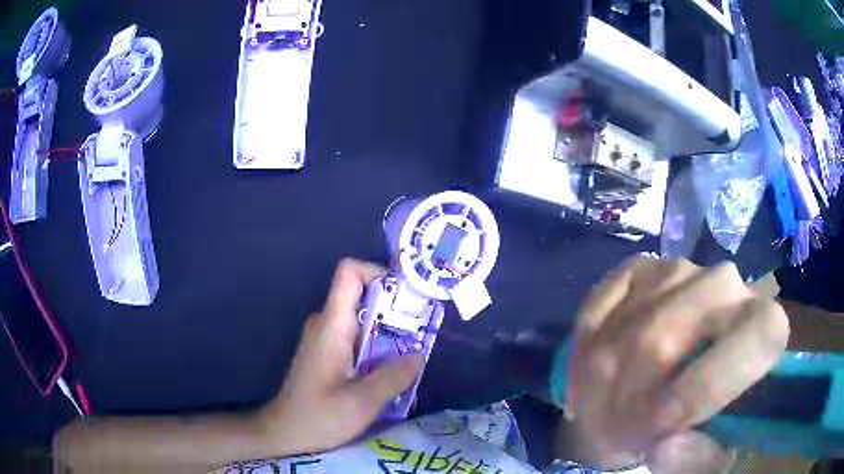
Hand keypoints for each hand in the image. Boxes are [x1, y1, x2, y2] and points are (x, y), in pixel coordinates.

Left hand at [257, 258, 424, 455]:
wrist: (284, 432)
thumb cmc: (318, 417)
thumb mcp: (362, 402)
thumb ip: (393, 376)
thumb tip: (420, 353)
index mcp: (331, 325)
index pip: (349, 272)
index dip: (379, 273)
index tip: (406, 297)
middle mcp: (326, 323)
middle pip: (362, 293)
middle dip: (395, 306)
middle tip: (422, 331)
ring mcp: (324, 337)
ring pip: (362, 316)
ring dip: (389, 328)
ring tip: (413, 351)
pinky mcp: (326, 351)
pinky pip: (356, 334)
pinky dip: (377, 343)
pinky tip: (391, 368)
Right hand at [567, 257, 788, 471]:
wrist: (680, 381)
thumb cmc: (703, 424)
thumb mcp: (708, 458)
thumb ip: (695, 461)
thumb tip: (665, 446)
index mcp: (766, 327)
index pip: (755, 337)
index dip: (702, 390)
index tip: (660, 434)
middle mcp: (728, 284)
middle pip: (663, 340)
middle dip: (627, 402)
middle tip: (615, 438)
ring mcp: (679, 270)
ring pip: (626, 330)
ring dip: (600, 386)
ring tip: (603, 415)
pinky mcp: (640, 270)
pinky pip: (598, 310)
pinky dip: (586, 351)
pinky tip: (597, 375)